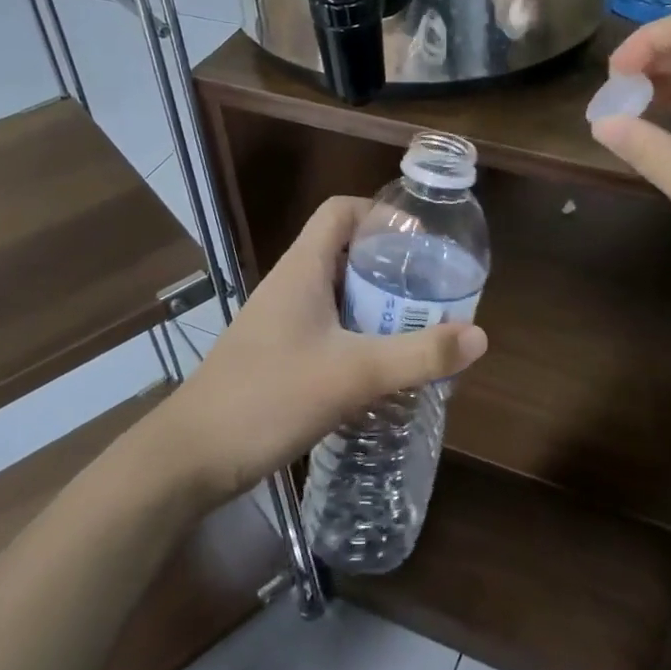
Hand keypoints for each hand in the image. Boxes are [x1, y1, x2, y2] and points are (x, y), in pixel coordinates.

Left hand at [150, 197, 488, 504]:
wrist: (190, 458)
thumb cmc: (268, 398)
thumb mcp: (353, 374)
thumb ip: (417, 355)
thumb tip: (480, 336)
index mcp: (303, 269)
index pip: (341, 211)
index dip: (381, 214)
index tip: (422, 241)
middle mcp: (291, 285)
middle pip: (346, 252)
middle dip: (392, 267)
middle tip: (435, 290)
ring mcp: (282, 321)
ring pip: (339, 294)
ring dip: (378, 305)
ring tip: (422, 326)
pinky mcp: (279, 355)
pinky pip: (329, 328)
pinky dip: (360, 336)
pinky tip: (385, 366)